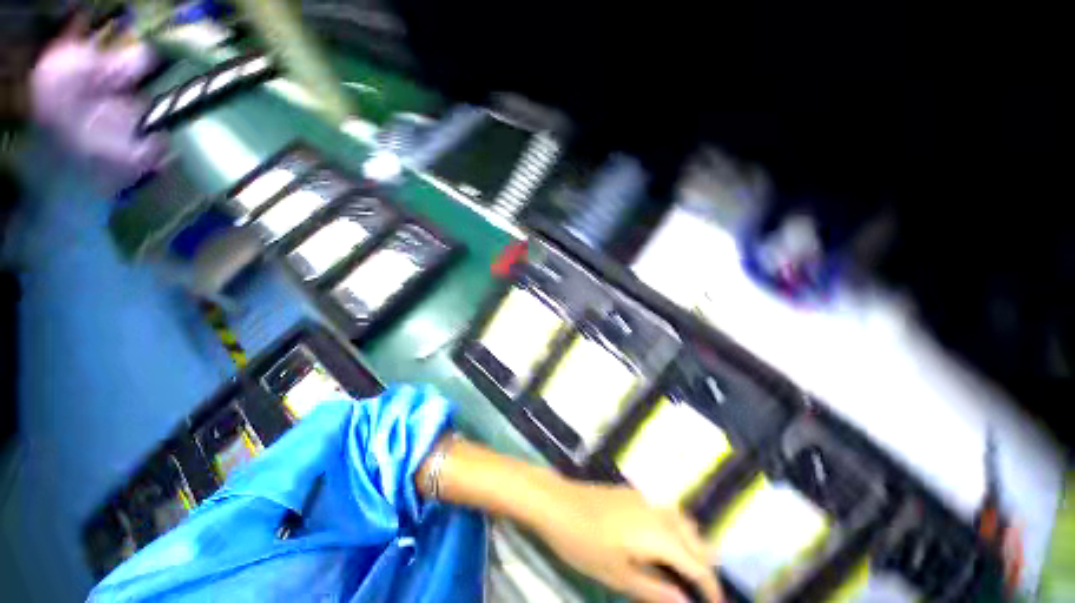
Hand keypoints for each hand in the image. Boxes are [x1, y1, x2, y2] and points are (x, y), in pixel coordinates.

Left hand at [528, 480, 722, 602]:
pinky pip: (664, 510)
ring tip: (682, 570)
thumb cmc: (584, 543)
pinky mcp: (631, 493)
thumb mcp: (618, 575)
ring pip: (681, 521)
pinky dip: (673, 529)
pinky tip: (659, 543)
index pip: (698, 564)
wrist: (556, 502)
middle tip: (698, 591)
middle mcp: (657, 511)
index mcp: (659, 534)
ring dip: (689, 544)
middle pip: (696, 539)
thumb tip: (687, 602)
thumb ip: (656, 589)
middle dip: (703, 566)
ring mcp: (644, 498)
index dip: (711, 588)